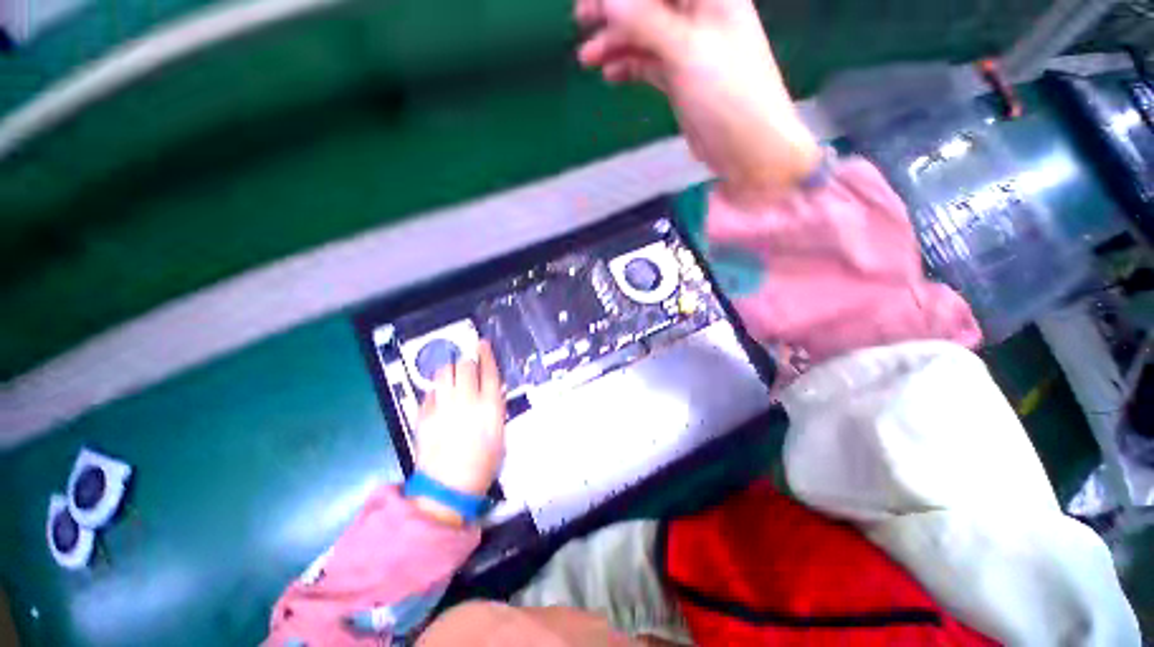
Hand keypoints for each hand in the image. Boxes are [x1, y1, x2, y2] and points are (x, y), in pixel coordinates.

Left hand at [413, 342, 505, 503]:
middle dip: (468, 362)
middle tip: (468, 365)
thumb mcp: (499, 434)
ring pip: (444, 373)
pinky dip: (436, 389)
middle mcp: (467, 400)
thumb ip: (495, 407)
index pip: (489, 370)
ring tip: (452, 375)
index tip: (482, 343)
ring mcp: (443, 406)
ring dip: (450, 370)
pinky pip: (429, 391)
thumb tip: (491, 390)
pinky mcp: (424, 415)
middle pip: (466, 367)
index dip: (486, 354)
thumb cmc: (482, 464)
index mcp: (489, 406)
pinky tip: (439, 396)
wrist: (448, 486)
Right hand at [576, 0, 821, 204]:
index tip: (593, 3)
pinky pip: (649, 64)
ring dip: (615, 41)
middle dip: (614, 9)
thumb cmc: (728, 96)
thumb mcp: (686, 53)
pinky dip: (629, 66)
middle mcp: (699, 16)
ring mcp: (689, 49)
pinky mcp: (681, 80)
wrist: (749, 150)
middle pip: (648, 2)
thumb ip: (646, 23)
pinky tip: (610, 75)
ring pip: (645, 34)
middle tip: (581, 19)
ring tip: (587, 58)